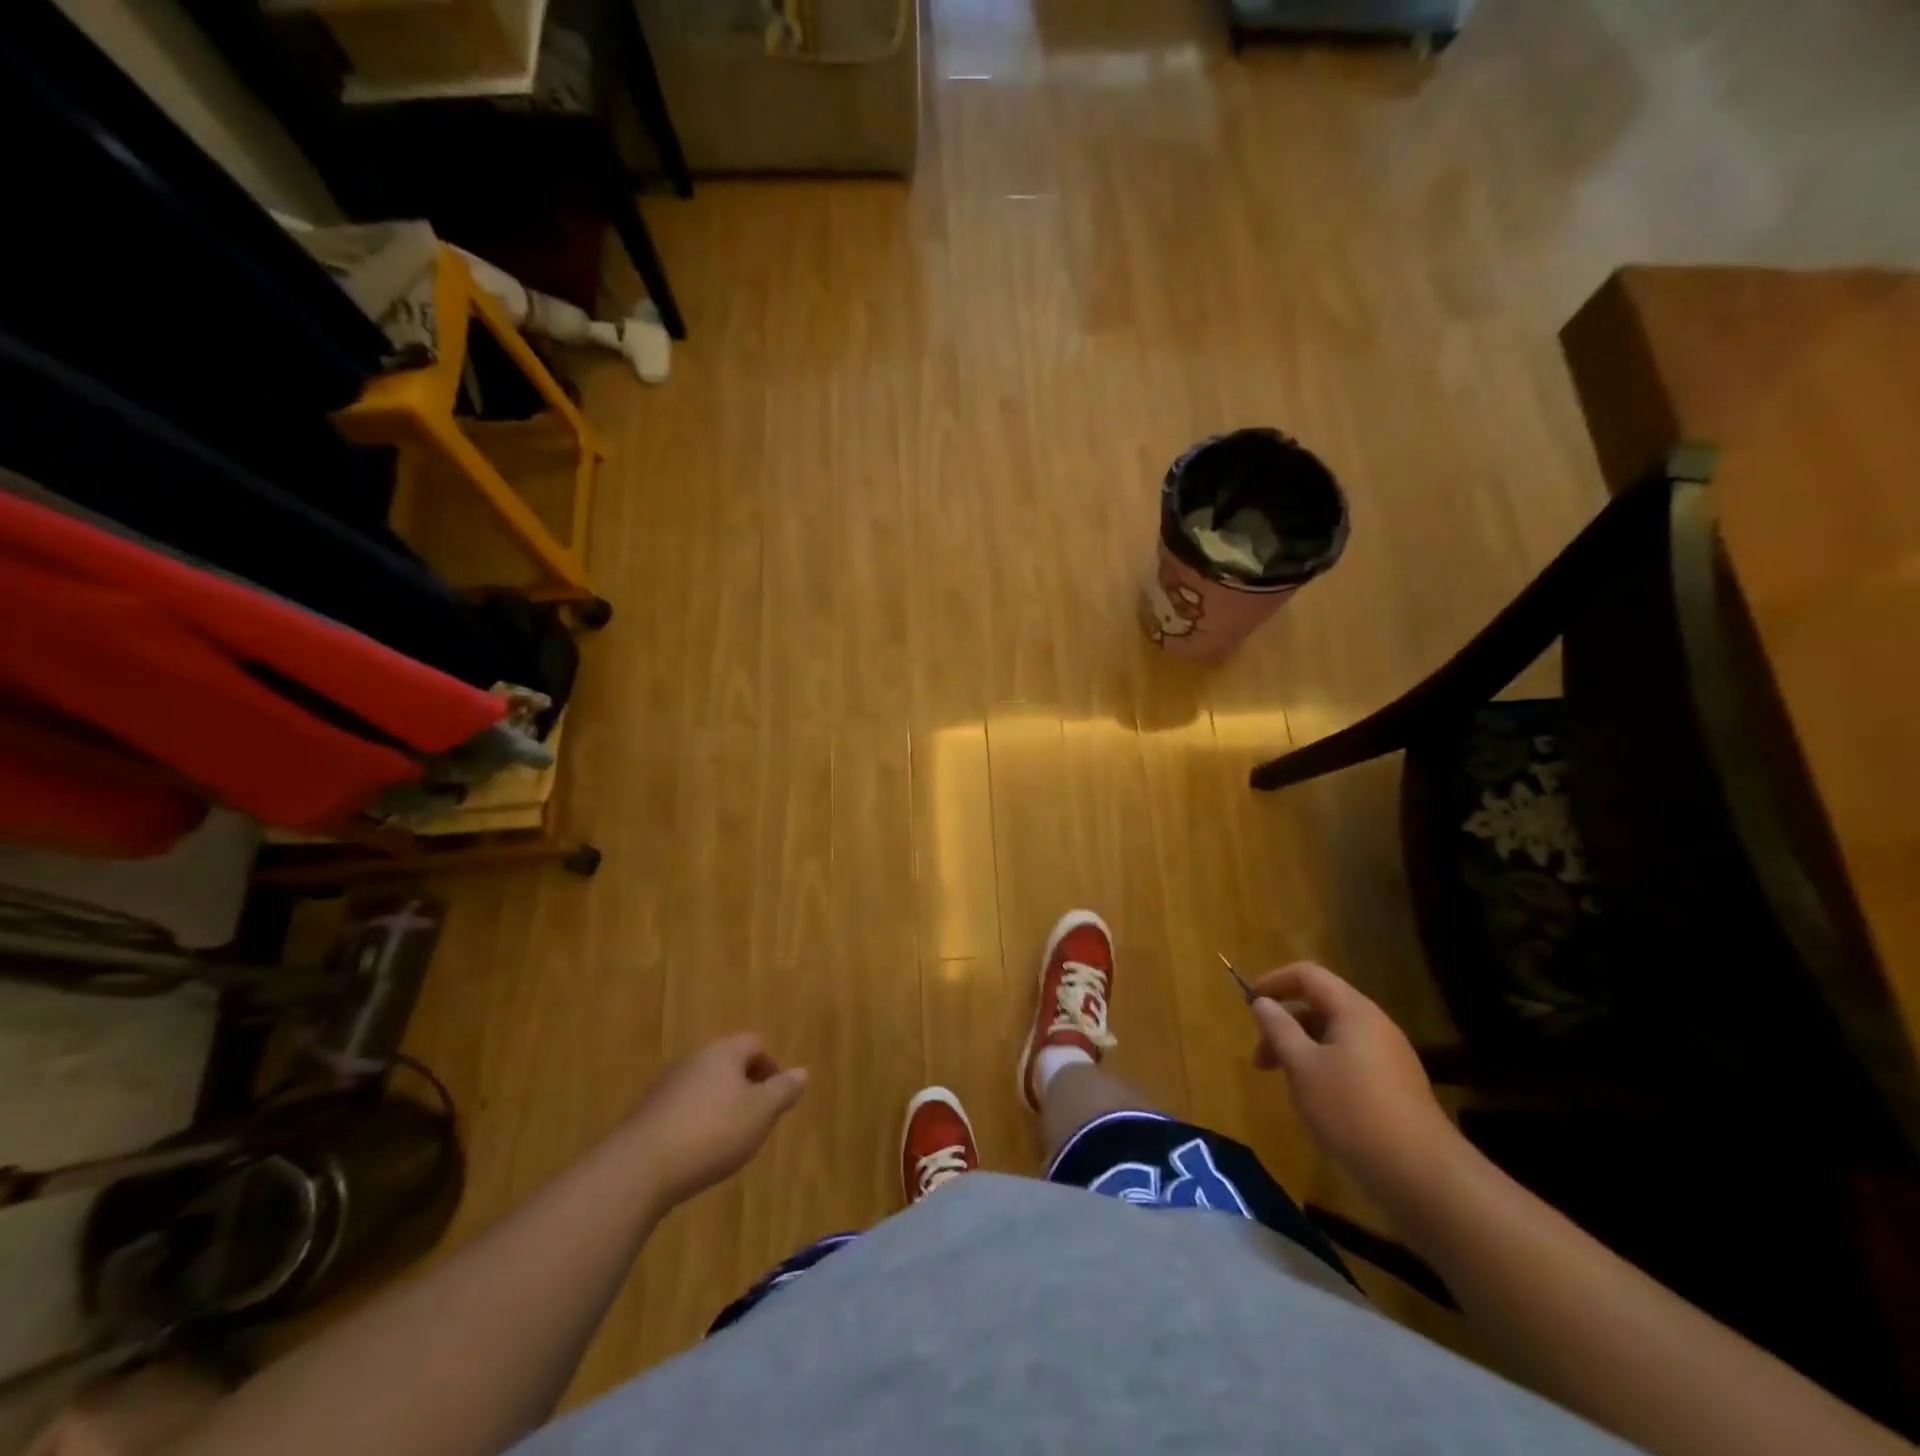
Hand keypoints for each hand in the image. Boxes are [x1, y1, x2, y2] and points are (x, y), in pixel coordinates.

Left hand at [625, 1035, 807, 1206]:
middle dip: (744, 1085)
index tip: (777, 1097)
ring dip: (719, 1104)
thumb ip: (783, 1091)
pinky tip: (697, 1150)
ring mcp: (667, 1085)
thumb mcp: (760, 1113)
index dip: (770, 1067)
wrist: (640, 1168)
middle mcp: (695, 1059)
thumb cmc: (712, 1133)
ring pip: (704, 1085)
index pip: (754, 1044)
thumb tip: (802, 1072)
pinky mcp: (647, 1112)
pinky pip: (682, 1108)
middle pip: (727, 1062)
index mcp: (724, 1052)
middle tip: (756, 1117)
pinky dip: (695, 1121)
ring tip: (728, 1138)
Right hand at [1248, 963, 1460, 1204]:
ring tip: (1285, 1085)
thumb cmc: (1352, 1110)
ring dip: (1301, 1050)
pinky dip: (1323, 1068)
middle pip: (1320, 1006)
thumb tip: (1263, 1003)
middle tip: (1260, 1058)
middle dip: (1284, 1024)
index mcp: (1354, 1011)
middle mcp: (1375, 1025)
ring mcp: (1389, 1057)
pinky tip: (1316, 1103)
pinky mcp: (1396, 1087)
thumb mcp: (1302, 1067)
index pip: (1308, 975)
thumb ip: (1278, 1029)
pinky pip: (1350, 1061)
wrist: (1423, 1176)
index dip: (1274, 981)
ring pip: (1333, 1037)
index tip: (1249, 1003)